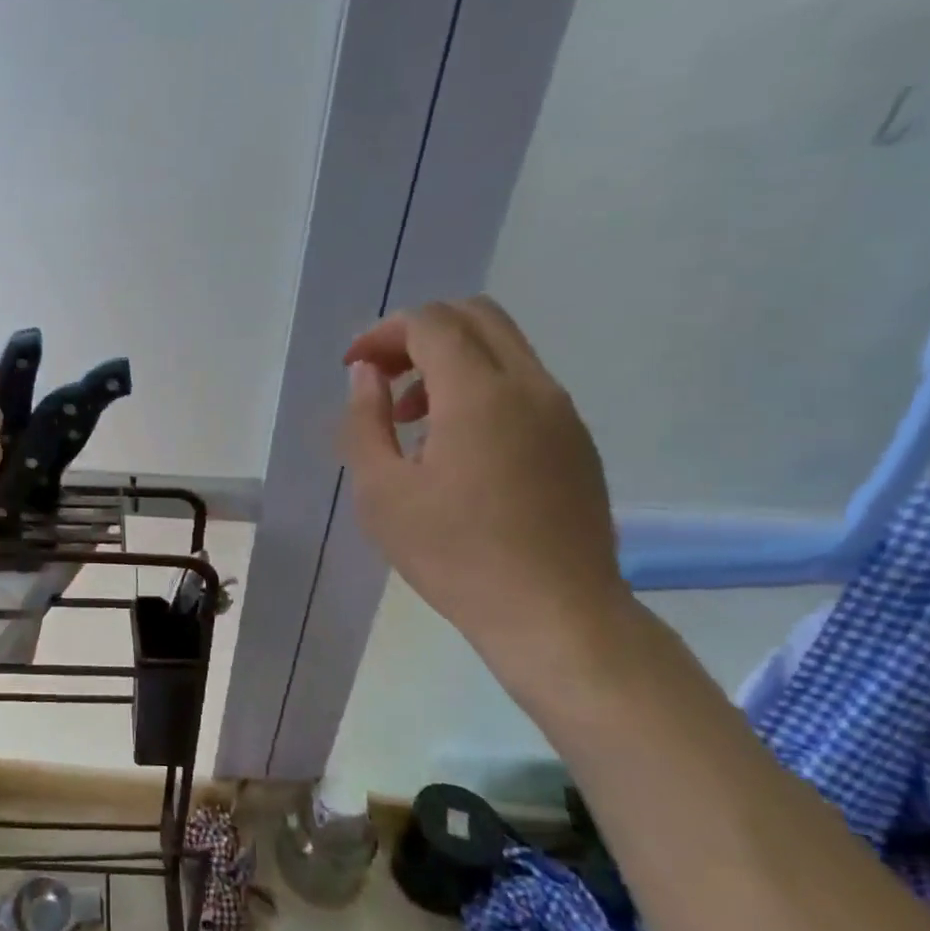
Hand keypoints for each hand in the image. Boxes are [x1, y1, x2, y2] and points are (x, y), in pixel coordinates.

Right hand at [341, 297, 631, 674]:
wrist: (554, 614)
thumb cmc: (454, 555)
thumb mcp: (382, 492)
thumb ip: (364, 422)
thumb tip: (366, 376)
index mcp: (480, 394)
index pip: (431, 323)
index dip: (382, 334)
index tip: (353, 369)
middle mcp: (530, 386)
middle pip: (475, 316)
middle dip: (418, 334)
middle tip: (382, 379)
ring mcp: (562, 412)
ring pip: (503, 348)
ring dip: (449, 361)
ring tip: (412, 419)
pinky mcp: (576, 440)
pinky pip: (523, 384)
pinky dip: (480, 387)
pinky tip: (455, 447)